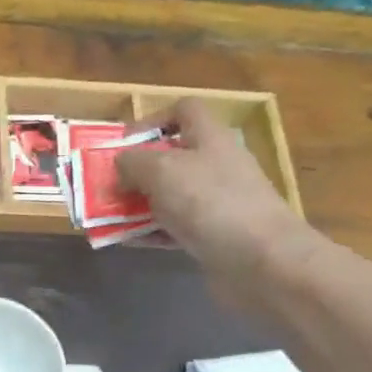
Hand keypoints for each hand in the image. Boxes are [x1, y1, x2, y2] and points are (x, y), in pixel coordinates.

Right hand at [117, 98, 317, 291]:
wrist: (261, 261)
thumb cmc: (210, 202)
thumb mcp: (161, 170)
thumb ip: (132, 162)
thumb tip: (120, 165)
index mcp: (210, 138)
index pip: (184, 110)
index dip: (152, 119)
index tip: (124, 143)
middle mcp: (217, 165)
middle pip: (172, 156)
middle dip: (138, 170)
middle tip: (109, 185)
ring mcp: (219, 202)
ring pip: (172, 195)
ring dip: (140, 204)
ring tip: (111, 216)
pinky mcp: (216, 235)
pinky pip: (177, 227)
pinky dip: (152, 232)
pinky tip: (128, 240)